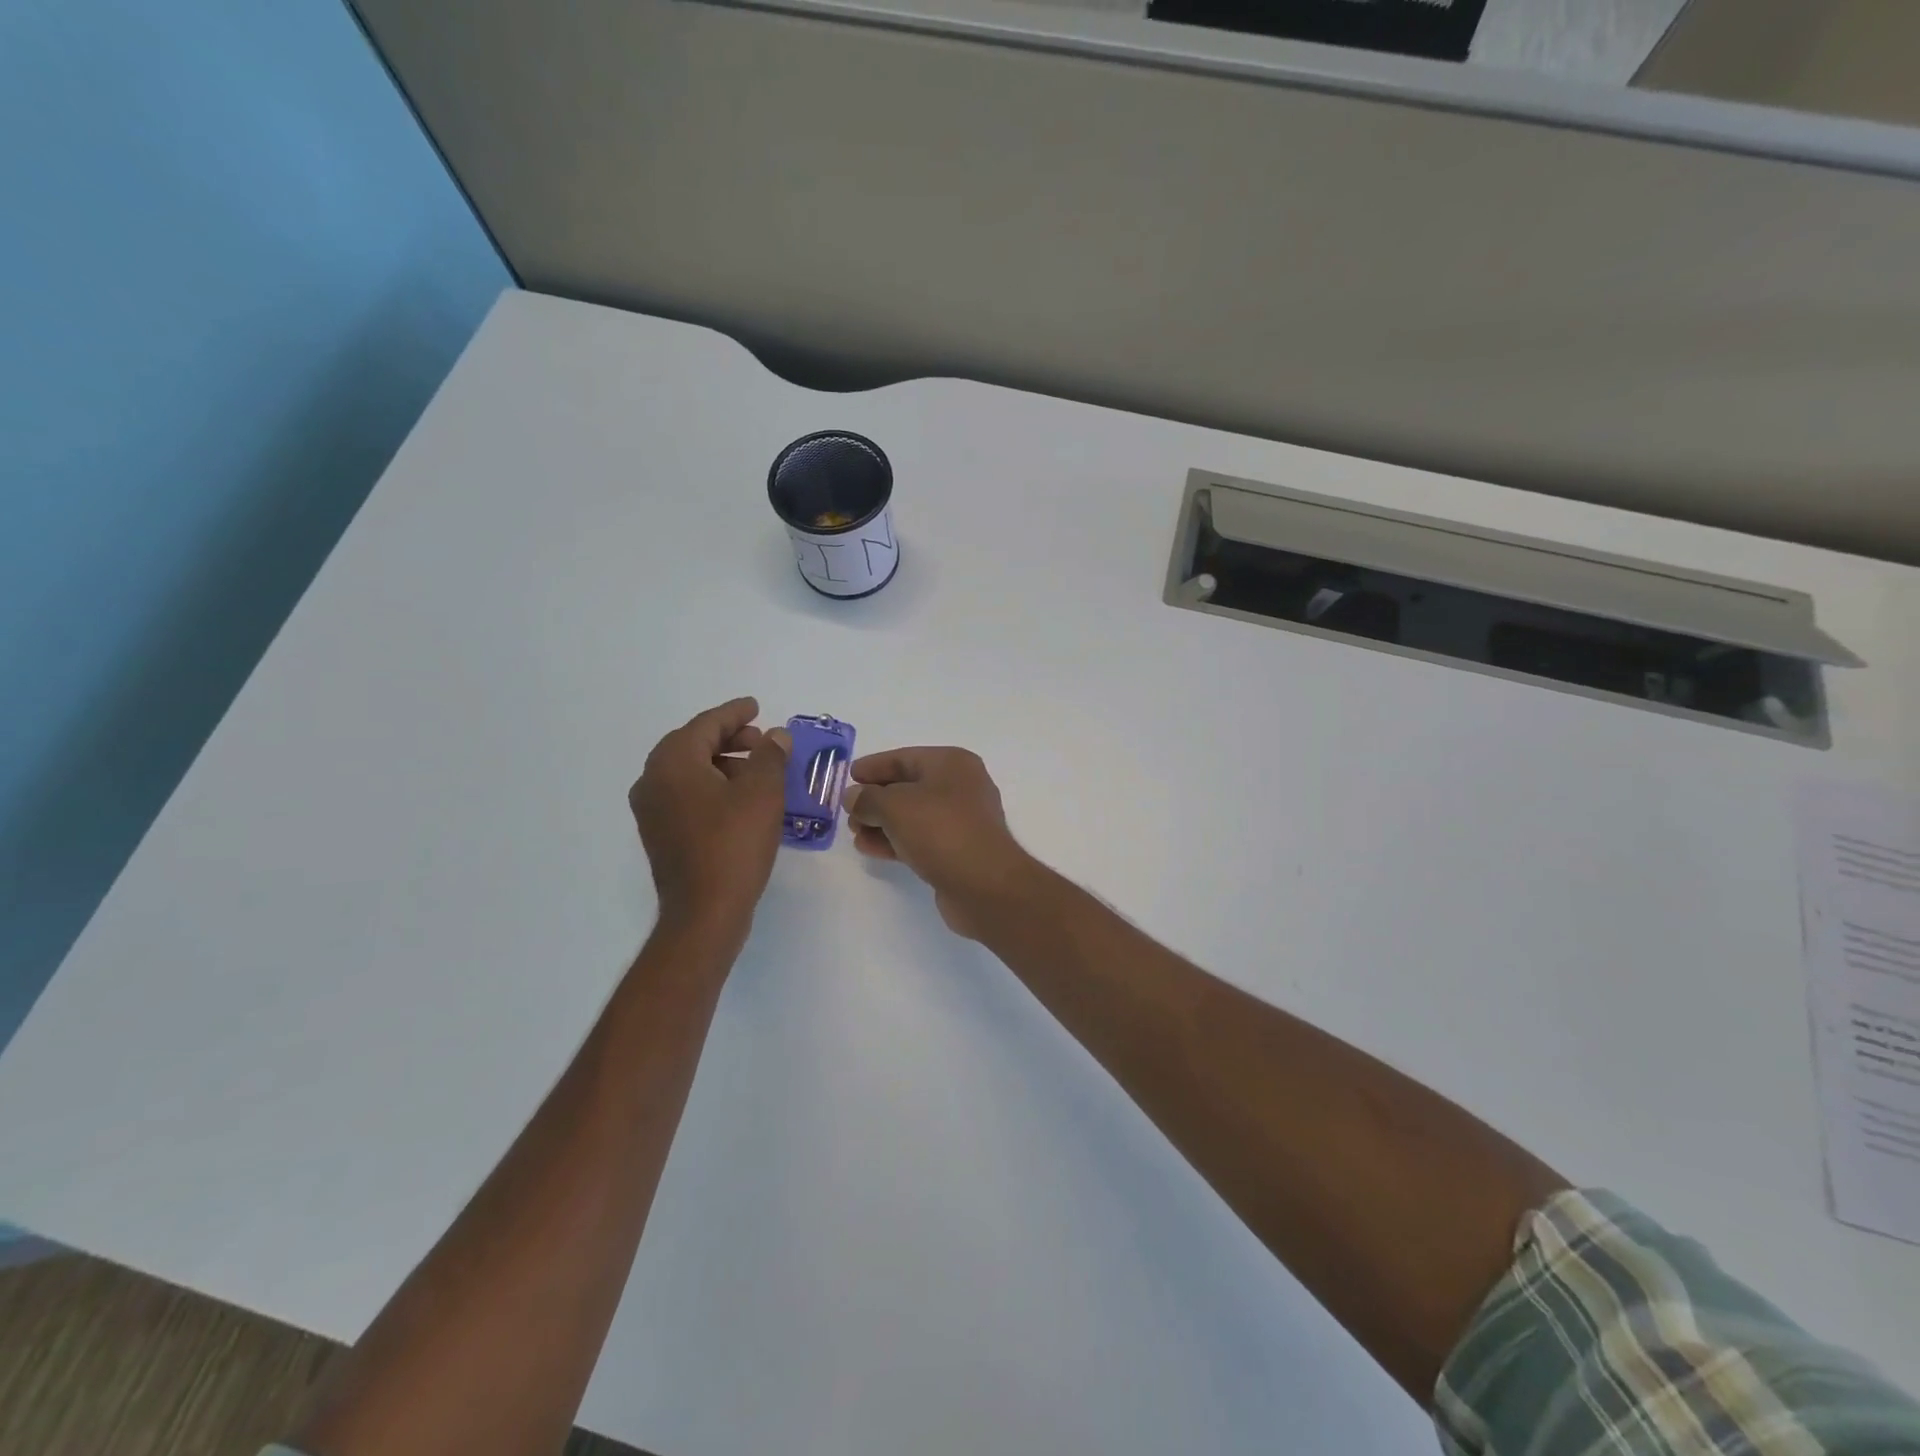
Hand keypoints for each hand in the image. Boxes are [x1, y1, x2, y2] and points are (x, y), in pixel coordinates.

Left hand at [630, 697, 790, 932]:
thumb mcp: (762, 793)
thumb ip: (770, 756)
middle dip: (728, 738)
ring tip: (757, 770)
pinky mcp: (660, 834)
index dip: (734, 713)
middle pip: (692, 745)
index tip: (756, 706)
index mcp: (672, 763)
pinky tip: (740, 799)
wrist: (705, 912)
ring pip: (688, 771)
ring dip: (722, 763)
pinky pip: (686, 795)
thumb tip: (775, 736)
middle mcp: (652, 781)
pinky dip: (712, 786)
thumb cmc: (734, 844)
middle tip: (761, 740)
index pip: (705, 725)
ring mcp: (651, 811)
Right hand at [843, 747, 1033, 938]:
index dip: (874, 767)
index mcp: (952, 764)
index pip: (904, 758)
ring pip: (913, 815)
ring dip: (882, 823)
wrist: (984, 884)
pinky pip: (920, 838)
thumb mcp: (895, 806)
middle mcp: (961, 786)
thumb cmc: (940, 830)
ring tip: (854, 834)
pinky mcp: (958, 849)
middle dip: (875, 799)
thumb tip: (854, 797)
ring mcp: (962, 820)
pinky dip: (895, 840)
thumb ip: (868, 798)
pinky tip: (870, 849)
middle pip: (908, 787)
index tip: (848, 777)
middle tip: (848, 812)